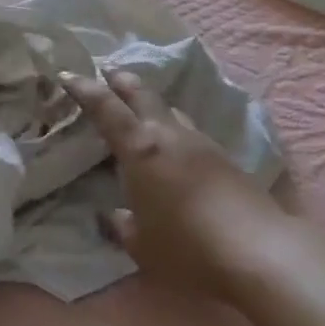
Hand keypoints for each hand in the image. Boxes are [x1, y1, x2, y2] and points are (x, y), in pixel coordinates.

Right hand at [61, 70, 285, 300]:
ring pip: (170, 111)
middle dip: (121, 82)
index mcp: (140, 149)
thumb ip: (121, 225)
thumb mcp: (141, 244)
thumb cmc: (186, 247)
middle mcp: (170, 135)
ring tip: (141, 113)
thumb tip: (111, 215)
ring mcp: (201, 142)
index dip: (84, 89)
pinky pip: (189, 131)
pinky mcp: (224, 157)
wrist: (257, 251)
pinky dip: (173, 129)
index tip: (67, 75)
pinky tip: (174, 148)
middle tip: (108, 75)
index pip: (106, 108)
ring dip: (151, 106)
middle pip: (143, 94)